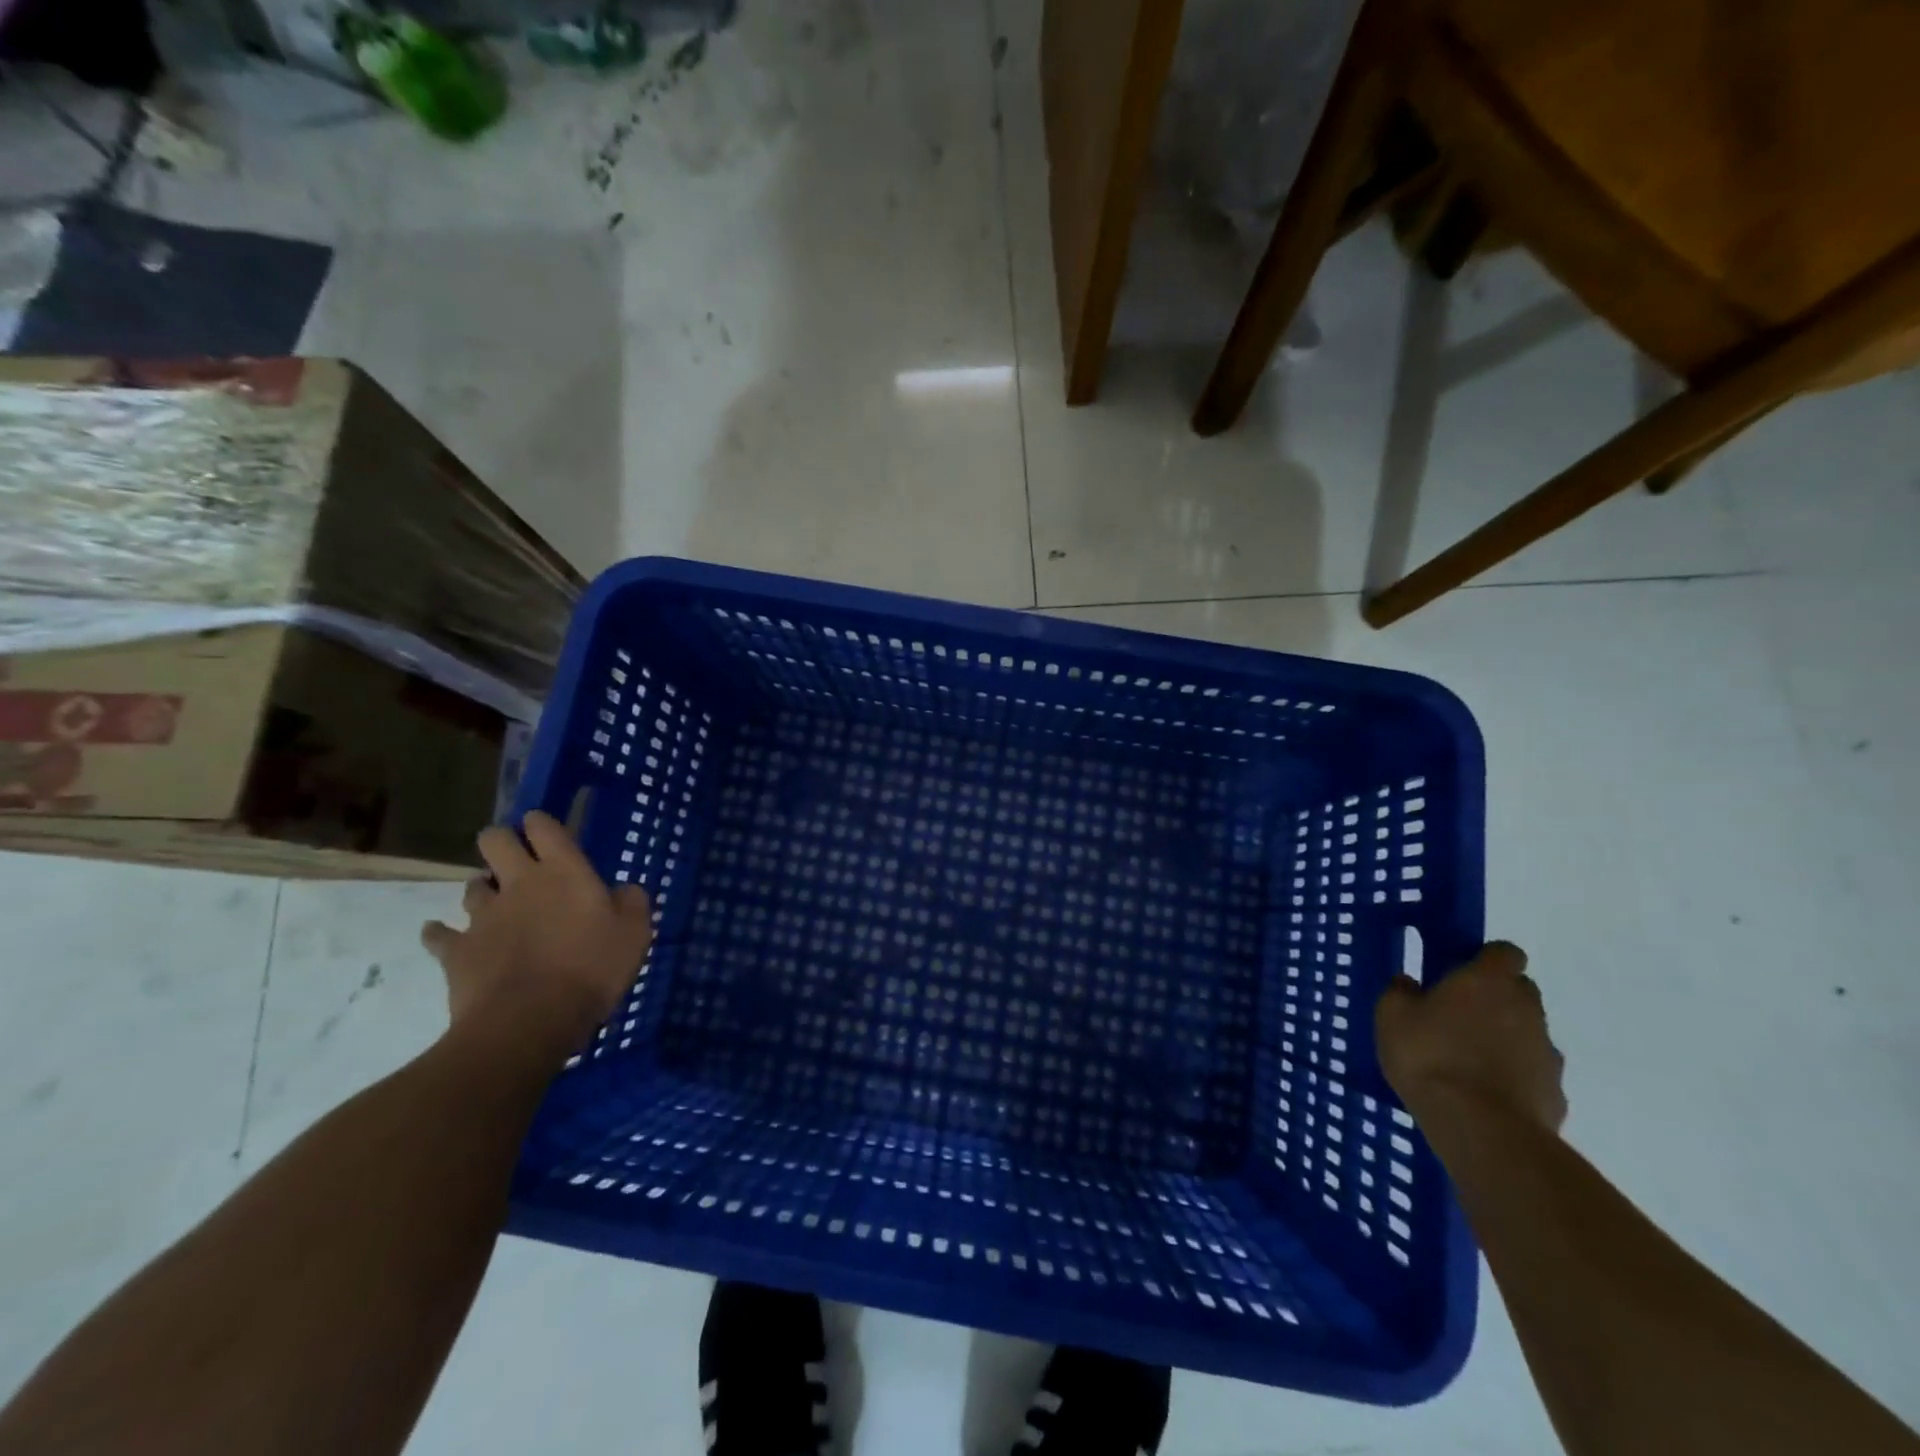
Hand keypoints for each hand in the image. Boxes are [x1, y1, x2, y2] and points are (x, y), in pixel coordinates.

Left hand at [421, 810, 652, 1058]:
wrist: (529, 1022)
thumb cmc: (592, 969)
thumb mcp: (635, 933)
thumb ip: (631, 902)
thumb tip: (622, 890)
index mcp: (564, 872)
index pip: (544, 827)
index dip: (540, 823)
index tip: (544, 829)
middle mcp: (520, 883)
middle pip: (494, 841)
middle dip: (500, 841)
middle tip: (515, 858)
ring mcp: (483, 916)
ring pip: (472, 886)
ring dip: (483, 889)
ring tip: (494, 904)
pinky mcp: (457, 951)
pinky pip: (439, 934)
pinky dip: (440, 933)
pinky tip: (444, 936)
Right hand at [1375, 941, 1566, 1133]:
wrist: (1482, 1130)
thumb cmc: (1430, 1056)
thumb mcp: (1391, 1016)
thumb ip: (1400, 992)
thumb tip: (1409, 983)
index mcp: (1488, 981)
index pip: (1505, 952)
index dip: (1486, 959)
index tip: (1462, 972)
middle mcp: (1527, 1009)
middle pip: (1520, 992)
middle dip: (1496, 999)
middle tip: (1459, 1016)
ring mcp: (1547, 1054)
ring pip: (1527, 1034)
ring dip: (1505, 1040)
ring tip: (1468, 1063)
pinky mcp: (1555, 1094)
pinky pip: (1532, 1075)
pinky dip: (1514, 1078)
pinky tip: (1484, 1095)